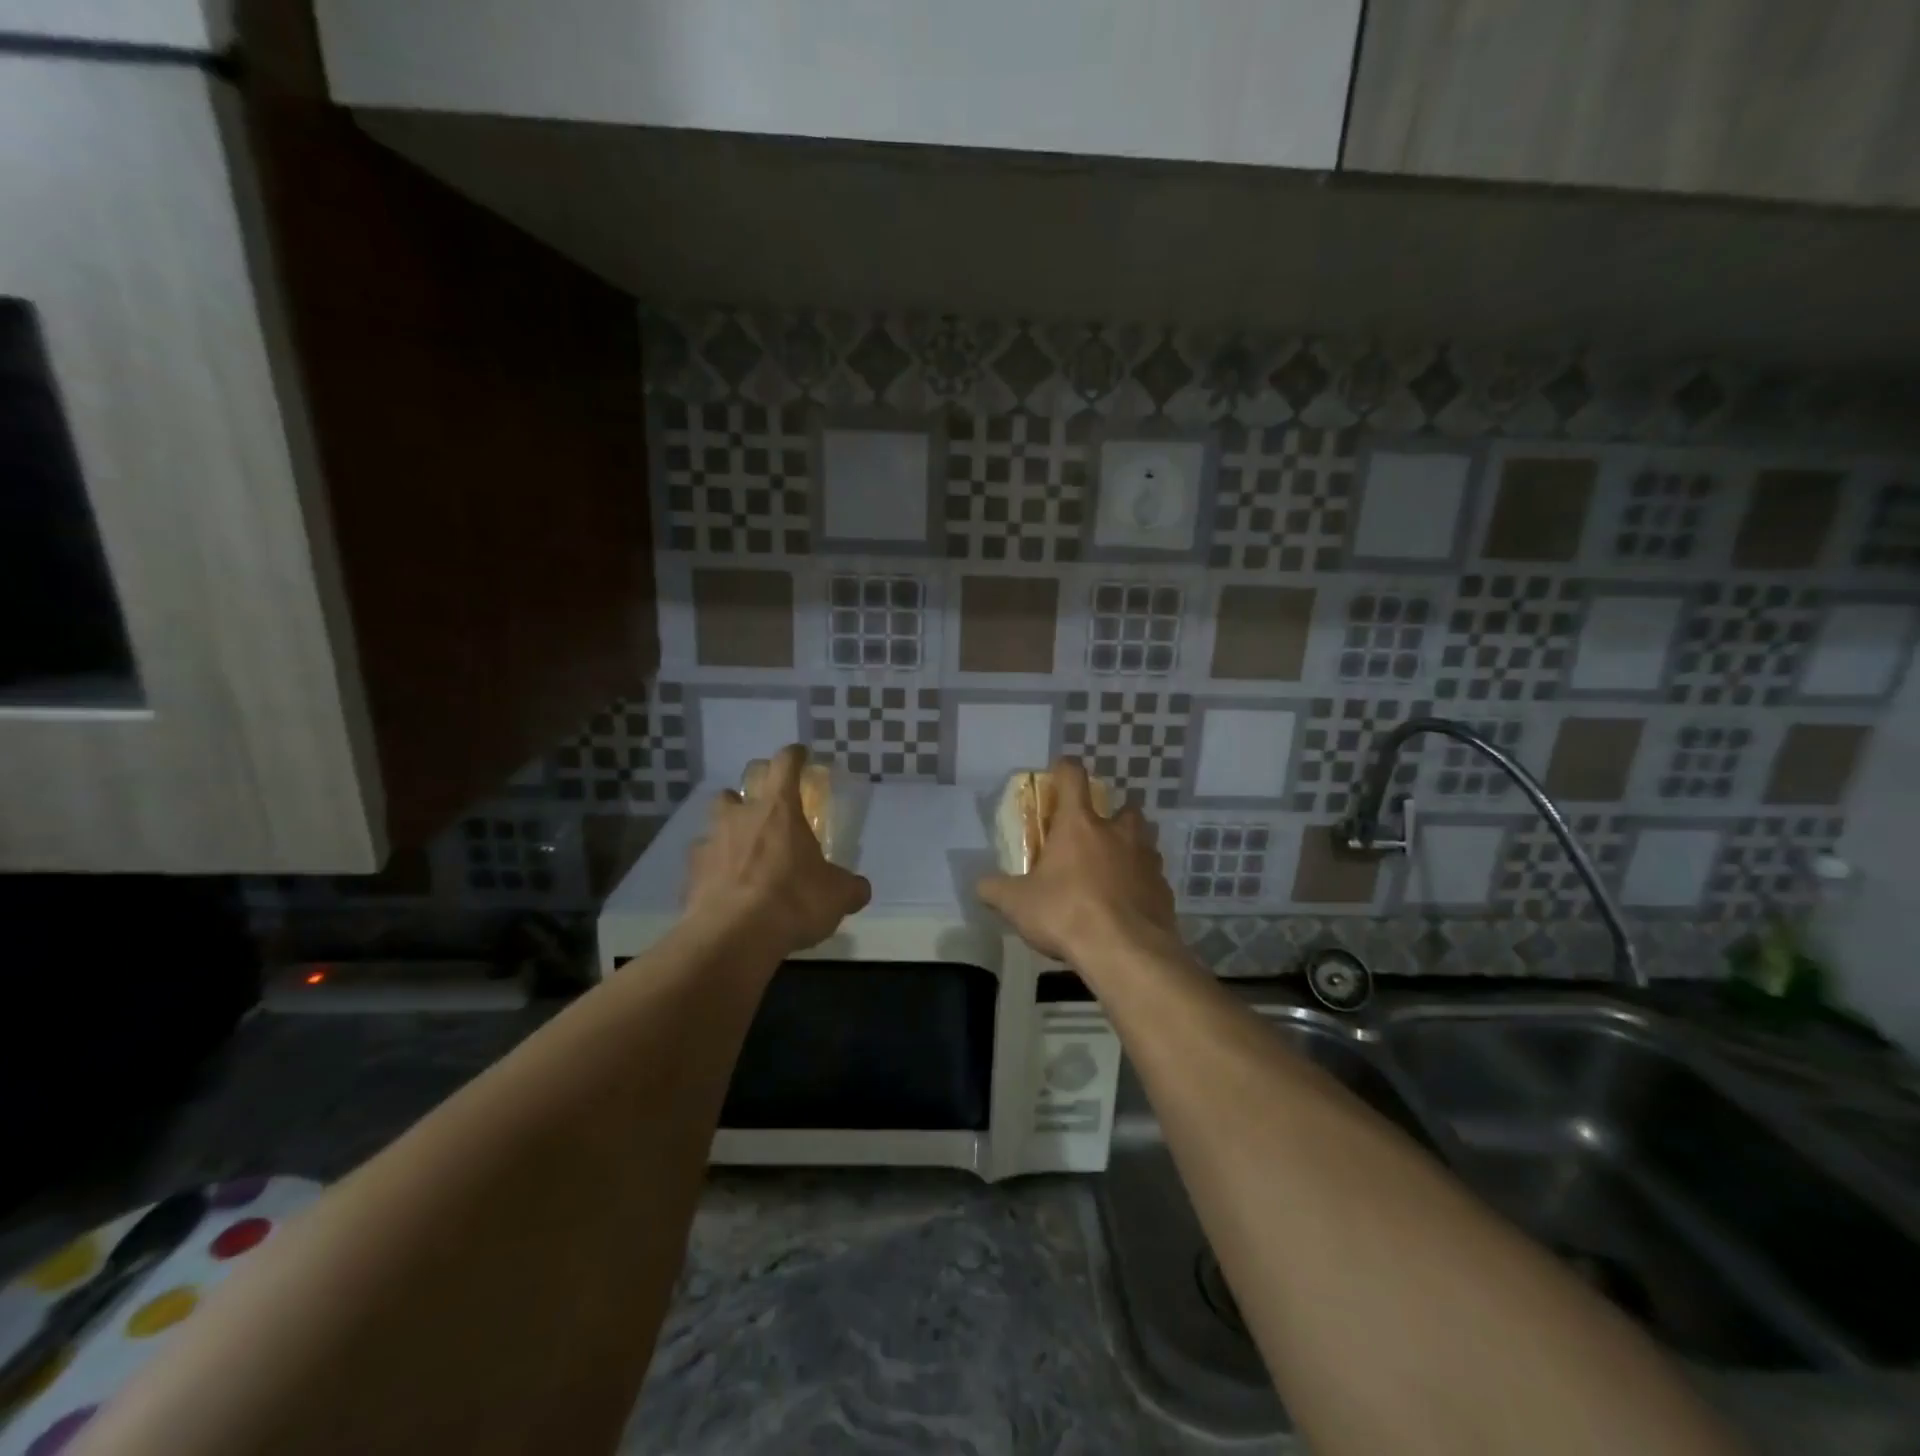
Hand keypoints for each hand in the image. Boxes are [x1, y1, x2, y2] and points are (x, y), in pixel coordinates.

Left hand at [684, 745, 871, 956]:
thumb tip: (860, 889)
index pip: (785, 764)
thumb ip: (849, 887)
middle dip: (752, 789)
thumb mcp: (837, 895)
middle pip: (740, 785)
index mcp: (779, 809)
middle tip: (766, 805)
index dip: (793, 756)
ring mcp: (710, 841)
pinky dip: (713, 865)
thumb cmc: (793, 901)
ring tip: (741, 846)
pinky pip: (702, 859)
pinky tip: (723, 883)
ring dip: (729, 825)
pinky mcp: (691, 872)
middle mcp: (741, 816)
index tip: (800, 754)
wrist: (734, 935)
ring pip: (716, 819)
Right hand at [978, 758, 1177, 963]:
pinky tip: (1129, 904)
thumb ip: (995, 890)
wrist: (1126, 952)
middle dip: (1112, 816)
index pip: (1073, 777)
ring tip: (1114, 870)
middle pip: (1124, 808)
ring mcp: (1146, 860)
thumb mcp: (1017, 904)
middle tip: (1095, 836)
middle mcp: (1117, 833)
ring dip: (1131, 848)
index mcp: (1079, 825)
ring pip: (1145, 840)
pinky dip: (1142, 884)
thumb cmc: (1066, 914)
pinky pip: (1153, 877)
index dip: (1065, 769)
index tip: (1060, 773)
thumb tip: (981, 885)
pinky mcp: (1164, 889)